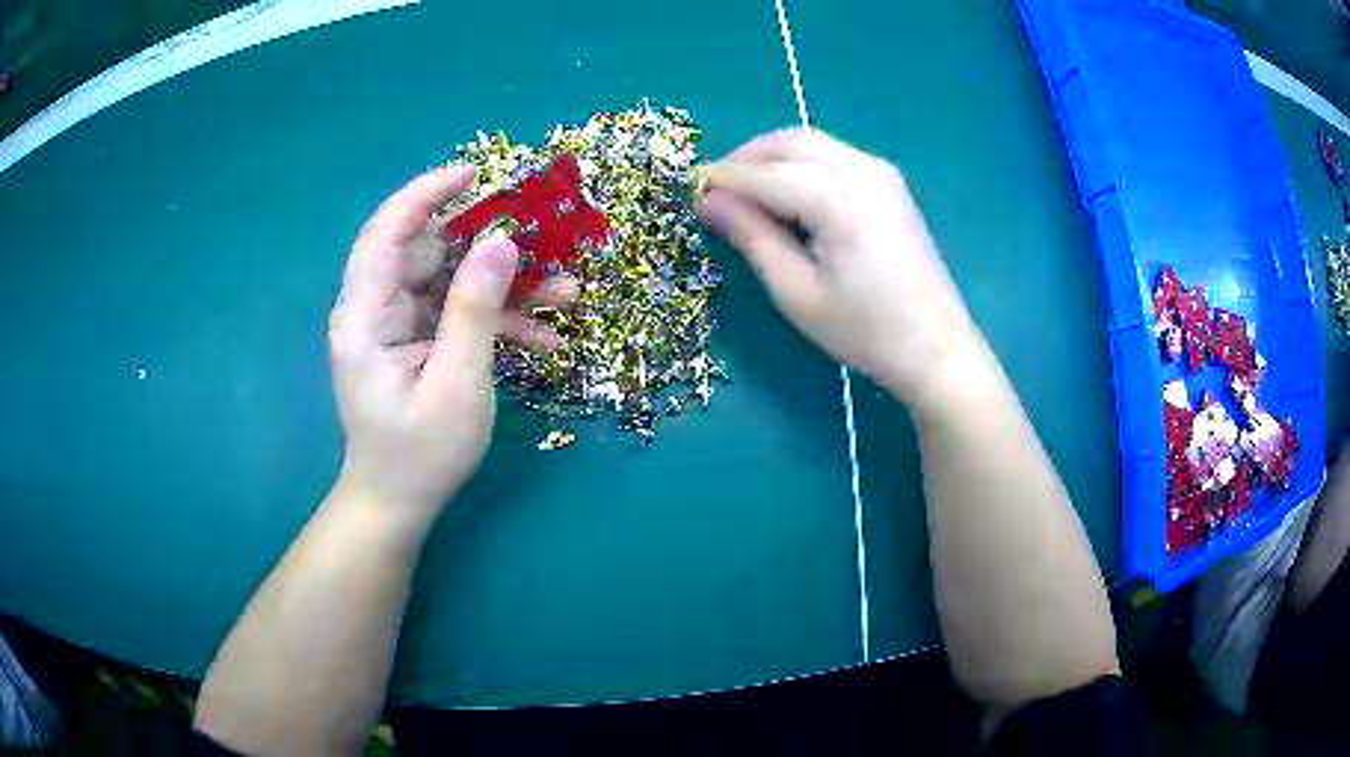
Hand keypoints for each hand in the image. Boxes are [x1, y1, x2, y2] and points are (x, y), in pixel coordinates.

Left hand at [328, 165, 569, 518]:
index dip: (427, 194)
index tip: (476, 174)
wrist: (398, 504)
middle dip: (488, 243)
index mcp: (365, 315)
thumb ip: (475, 309)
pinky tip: (545, 337)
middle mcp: (375, 310)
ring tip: (566, 294)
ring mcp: (397, 326)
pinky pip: (457, 313)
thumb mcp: (456, 383)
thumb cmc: (419, 454)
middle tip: (544, 238)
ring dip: (506, 286)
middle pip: (427, 251)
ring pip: (451, 281)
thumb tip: (502, 242)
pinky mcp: (417, 342)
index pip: (386, 231)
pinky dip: (498, 319)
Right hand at [696, 129, 983, 410]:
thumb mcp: (797, 292)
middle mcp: (862, 171)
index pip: (765, 175)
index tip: (691, 192)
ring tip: (746, 192)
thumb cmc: (865, 331)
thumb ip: (752, 237)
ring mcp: (881, 173)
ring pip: (813, 143)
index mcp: (839, 200)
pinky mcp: (890, 184)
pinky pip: (834, 155)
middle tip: (716, 189)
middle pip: (790, 142)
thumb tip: (709, 202)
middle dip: (747, 158)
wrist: (936, 347)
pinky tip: (788, 193)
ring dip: (773, 157)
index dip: (724, 180)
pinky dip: (802, 163)